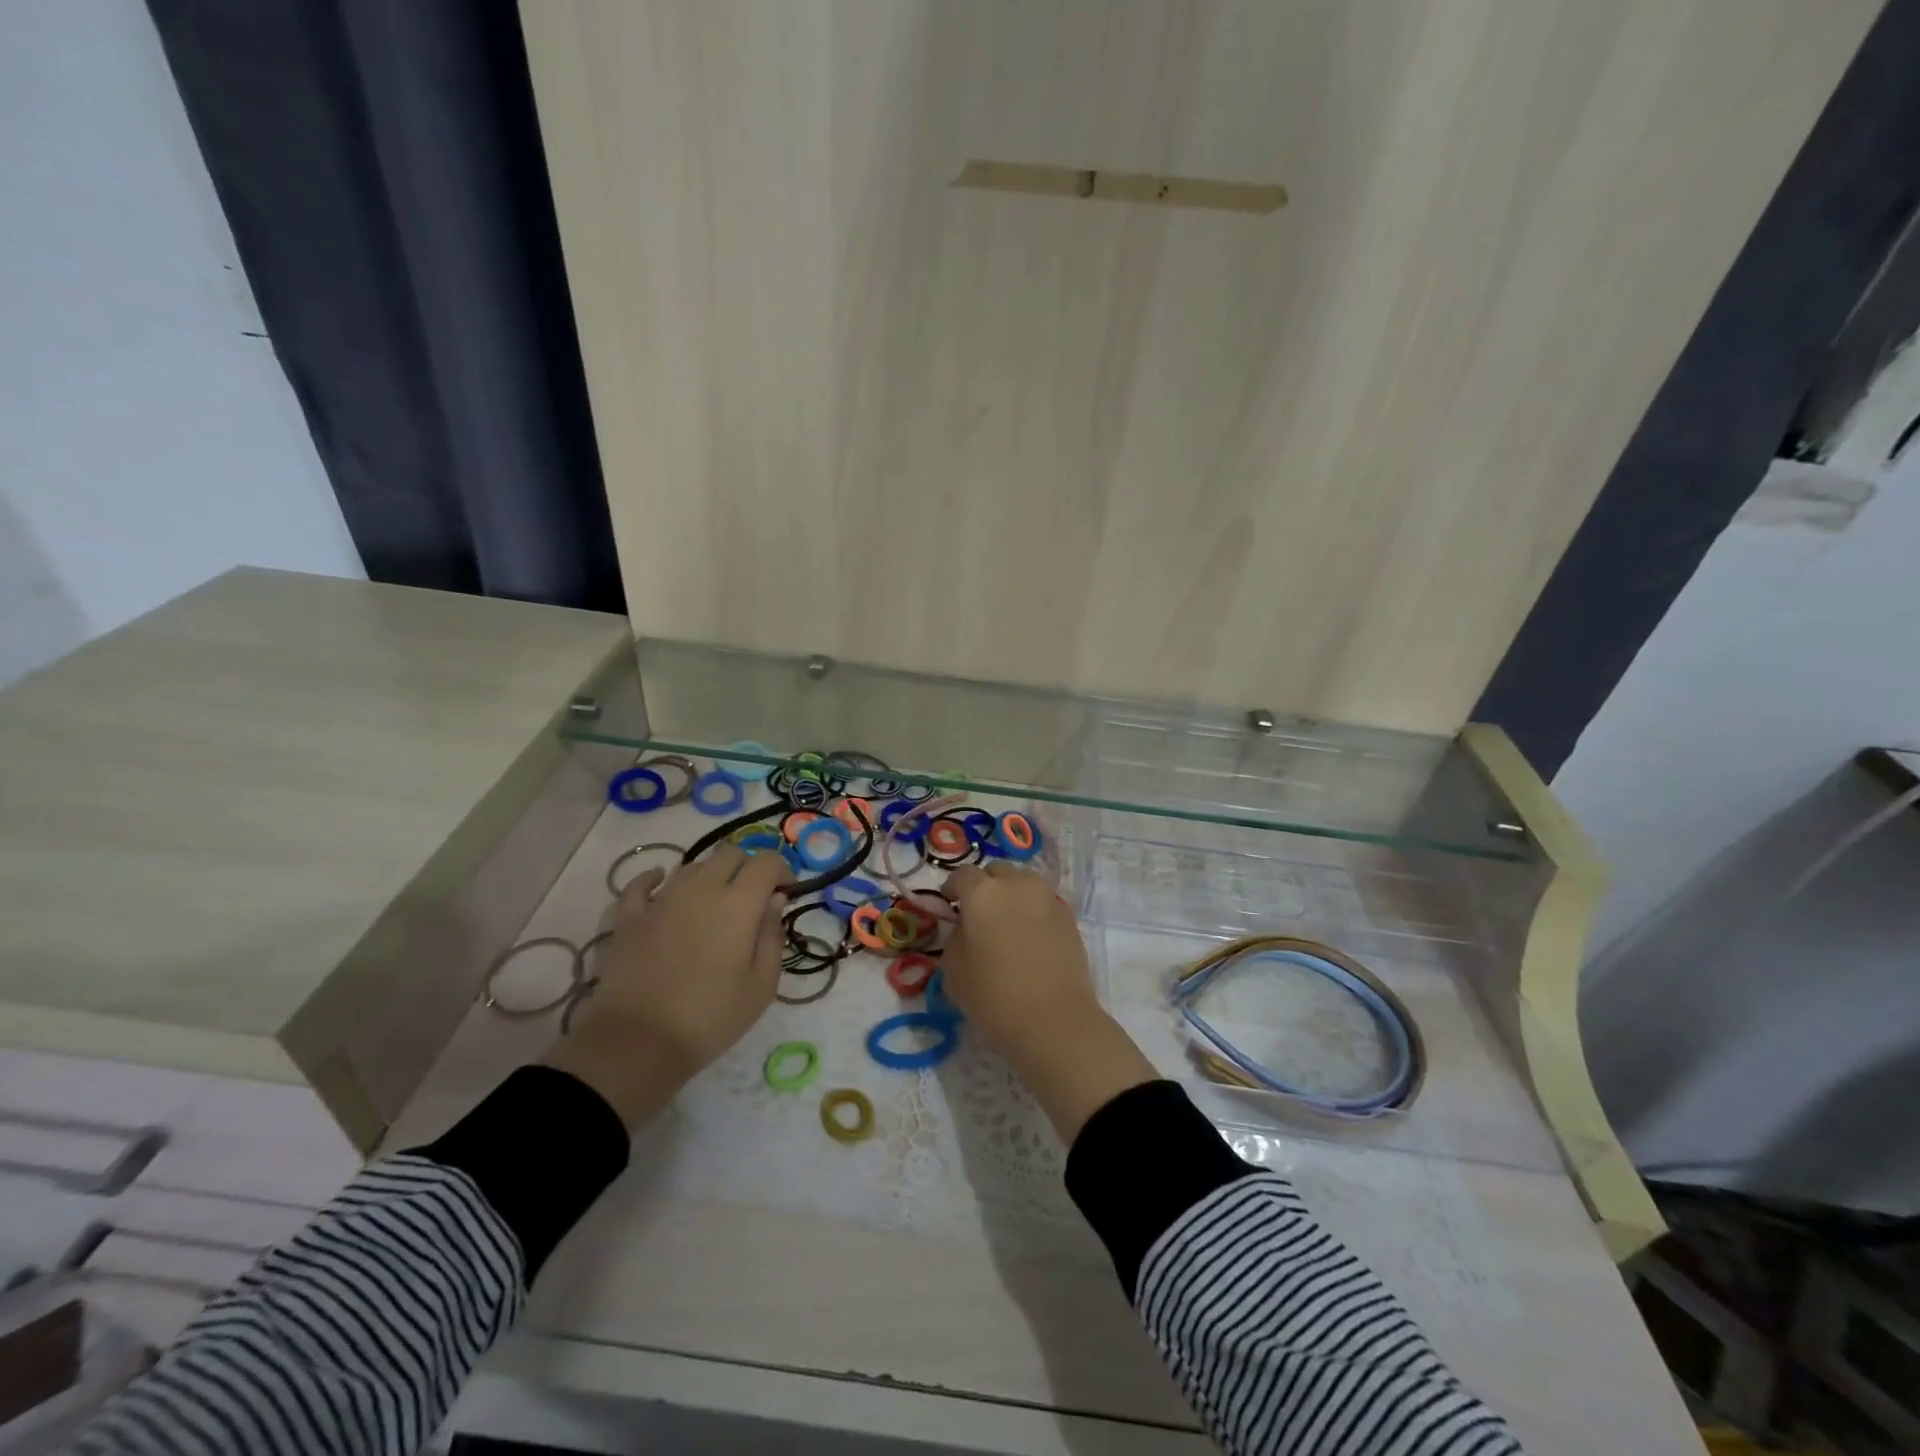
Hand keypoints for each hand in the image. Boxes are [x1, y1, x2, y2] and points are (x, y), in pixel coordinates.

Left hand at [545, 845, 791, 1131]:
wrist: (637, 1043)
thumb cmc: (710, 1018)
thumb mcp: (761, 986)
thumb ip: (772, 935)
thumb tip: (775, 900)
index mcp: (739, 903)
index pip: (767, 861)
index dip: (782, 869)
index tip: (785, 893)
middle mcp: (701, 889)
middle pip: (729, 854)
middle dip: (747, 868)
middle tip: (752, 899)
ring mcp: (661, 900)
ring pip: (692, 866)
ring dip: (710, 875)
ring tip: (713, 903)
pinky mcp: (629, 917)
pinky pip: (641, 884)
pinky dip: (654, 878)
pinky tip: (659, 882)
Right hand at [940, 862, 1157, 1142]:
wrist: (1054, 1019)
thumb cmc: (993, 996)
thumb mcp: (953, 969)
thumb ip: (956, 937)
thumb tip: (967, 927)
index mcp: (982, 892)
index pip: (962, 875)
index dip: (952, 889)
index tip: (949, 906)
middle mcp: (1016, 884)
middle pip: (996, 872)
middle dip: (985, 885)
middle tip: (979, 914)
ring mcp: (1047, 897)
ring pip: (1023, 883)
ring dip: (1012, 894)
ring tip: (1007, 923)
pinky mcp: (1068, 916)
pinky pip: (1043, 902)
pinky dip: (1033, 911)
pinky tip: (1030, 938)